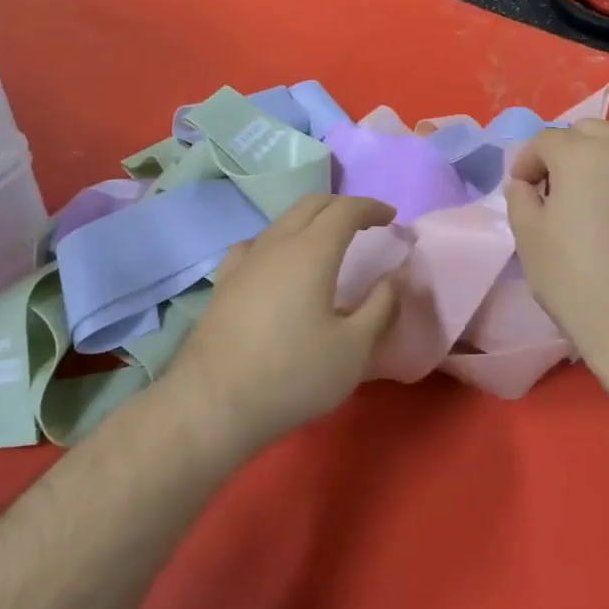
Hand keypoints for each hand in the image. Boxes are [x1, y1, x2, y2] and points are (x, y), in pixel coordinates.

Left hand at [171, 193, 400, 442]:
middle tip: (366, 224)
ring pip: (282, 222)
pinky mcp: (224, 282)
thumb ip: (380, 306)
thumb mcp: (354, 348)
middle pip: (311, 205)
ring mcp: (244, 261)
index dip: (371, 208)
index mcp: (311, 252)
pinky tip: (279, 265)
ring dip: (311, 222)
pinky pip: (257, 244)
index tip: (391, 217)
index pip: (345, 209)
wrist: (214, 403)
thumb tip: (394, 277)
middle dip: (342, 207)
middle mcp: (276, 244)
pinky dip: (280, 242)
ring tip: (328, 244)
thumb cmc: (294, 375)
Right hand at [502, 121, 608, 369]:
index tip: (520, 191)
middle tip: (552, 189)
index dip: (526, 162)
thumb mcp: (528, 236)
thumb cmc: (575, 277)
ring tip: (585, 204)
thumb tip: (524, 184)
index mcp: (581, 154)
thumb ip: (519, 198)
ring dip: (595, 164)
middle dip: (564, 151)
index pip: (545, 140)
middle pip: (587, 131)